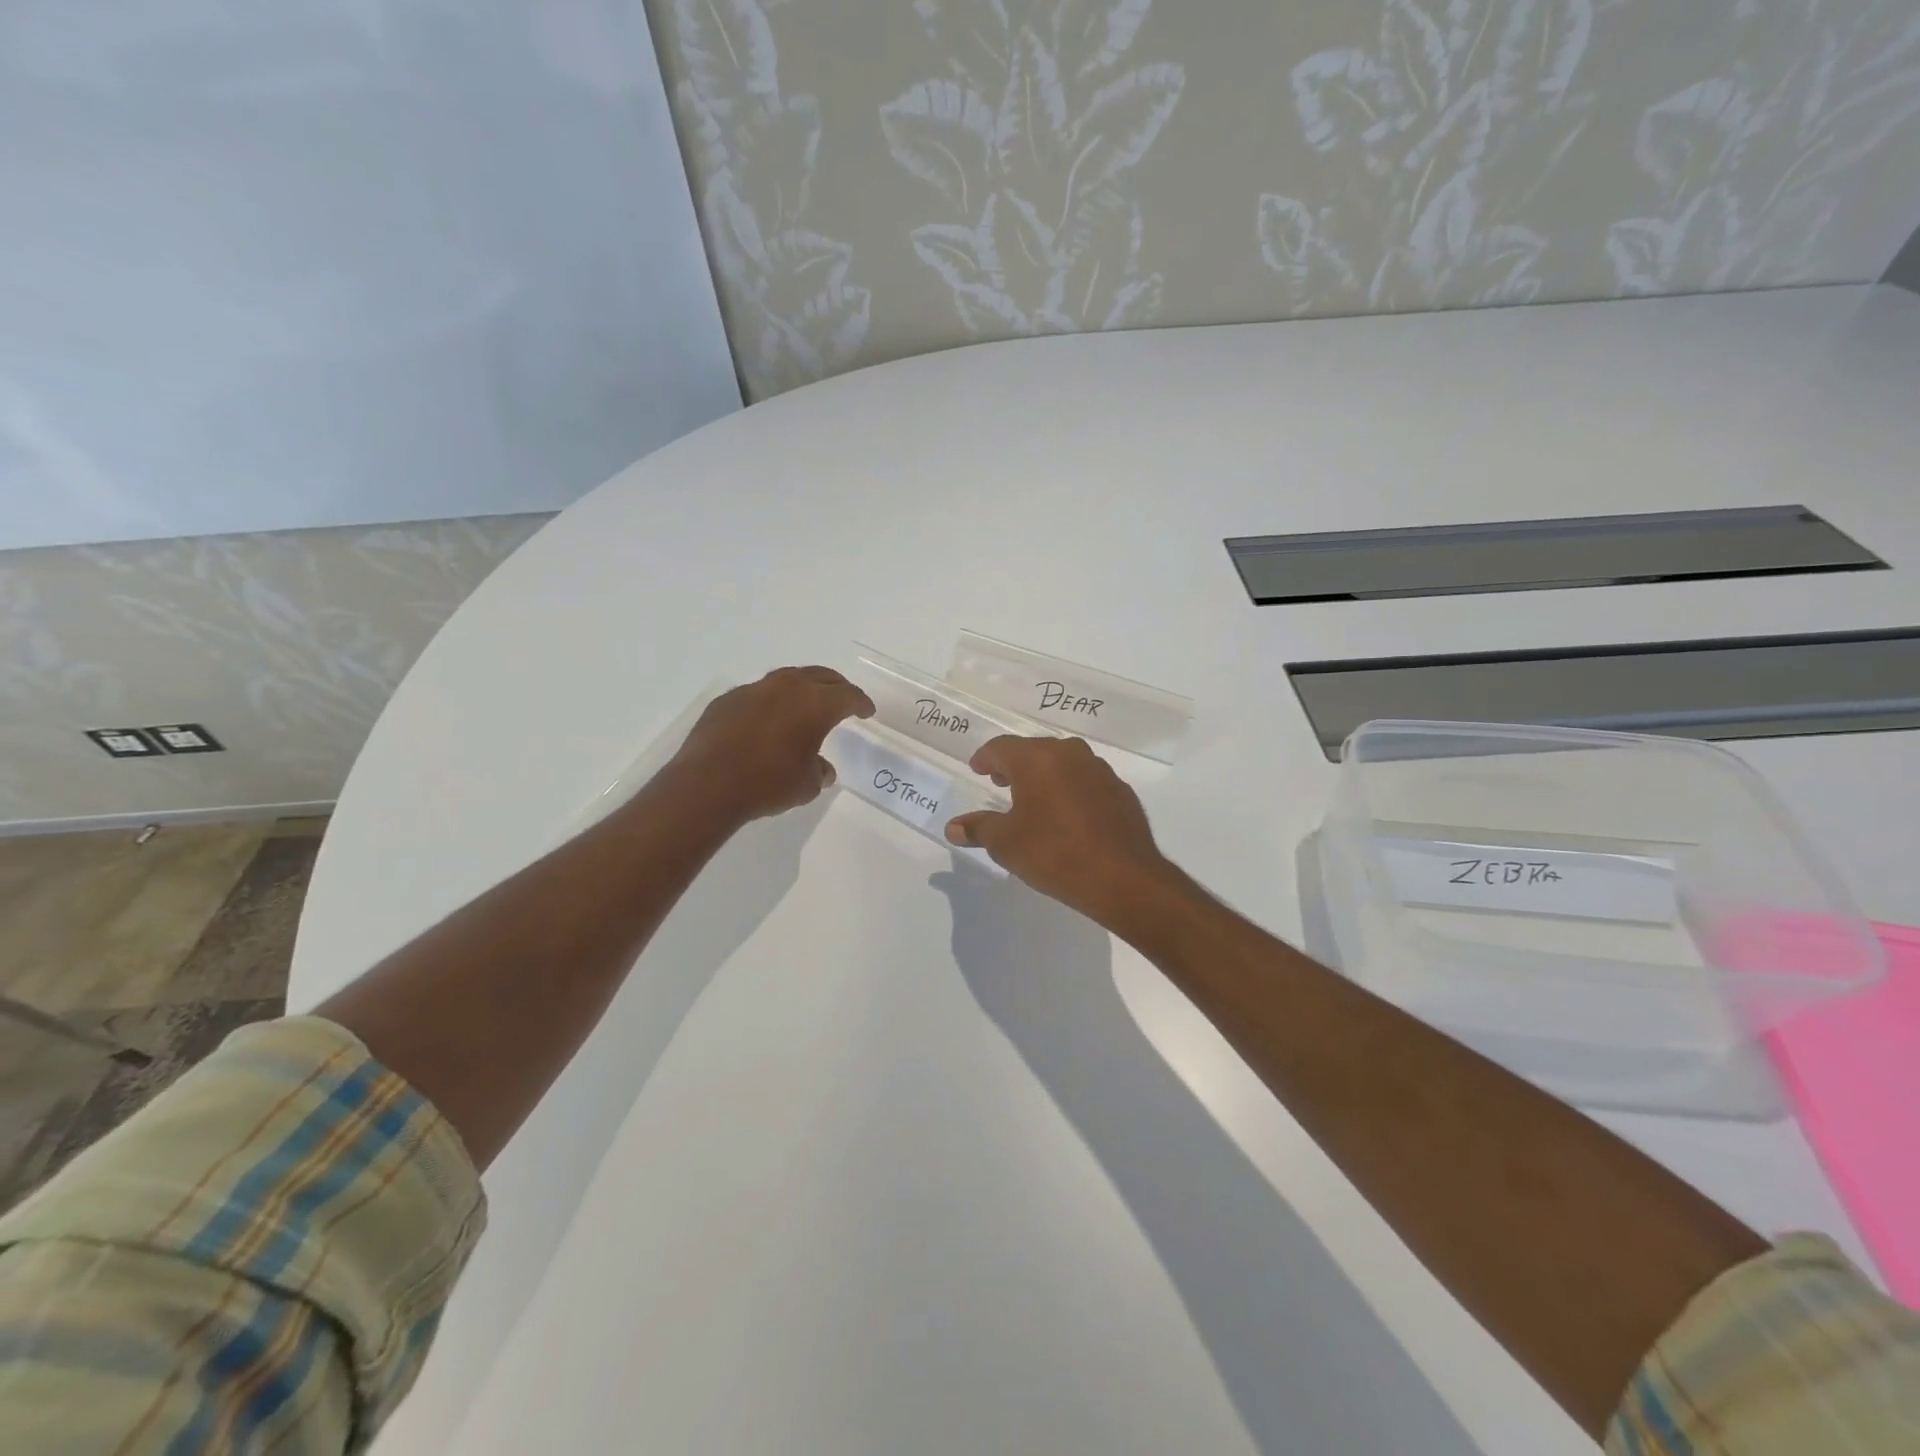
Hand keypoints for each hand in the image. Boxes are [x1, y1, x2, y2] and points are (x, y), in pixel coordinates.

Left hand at [670, 666, 873, 822]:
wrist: (707, 785)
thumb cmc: (768, 783)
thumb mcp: (807, 785)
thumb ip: (819, 770)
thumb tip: (821, 767)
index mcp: (815, 704)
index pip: (848, 696)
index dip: (861, 703)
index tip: (867, 711)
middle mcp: (787, 687)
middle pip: (820, 676)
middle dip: (836, 687)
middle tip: (843, 699)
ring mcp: (754, 690)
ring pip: (787, 680)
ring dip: (802, 689)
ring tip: (806, 705)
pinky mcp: (727, 700)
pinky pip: (758, 695)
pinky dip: (770, 703)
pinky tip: (767, 721)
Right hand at [945, 736, 1172, 924]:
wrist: (1122, 877)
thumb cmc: (1054, 854)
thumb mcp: (1006, 844)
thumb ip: (978, 829)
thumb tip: (953, 827)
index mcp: (1036, 760)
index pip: (1001, 747)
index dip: (985, 758)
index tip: (977, 769)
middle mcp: (1069, 755)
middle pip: (1034, 750)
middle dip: (1014, 765)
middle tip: (1001, 783)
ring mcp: (1099, 770)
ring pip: (1064, 763)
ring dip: (1045, 775)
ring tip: (1034, 799)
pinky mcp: (1120, 791)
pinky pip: (1087, 781)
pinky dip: (1071, 790)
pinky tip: (1068, 815)